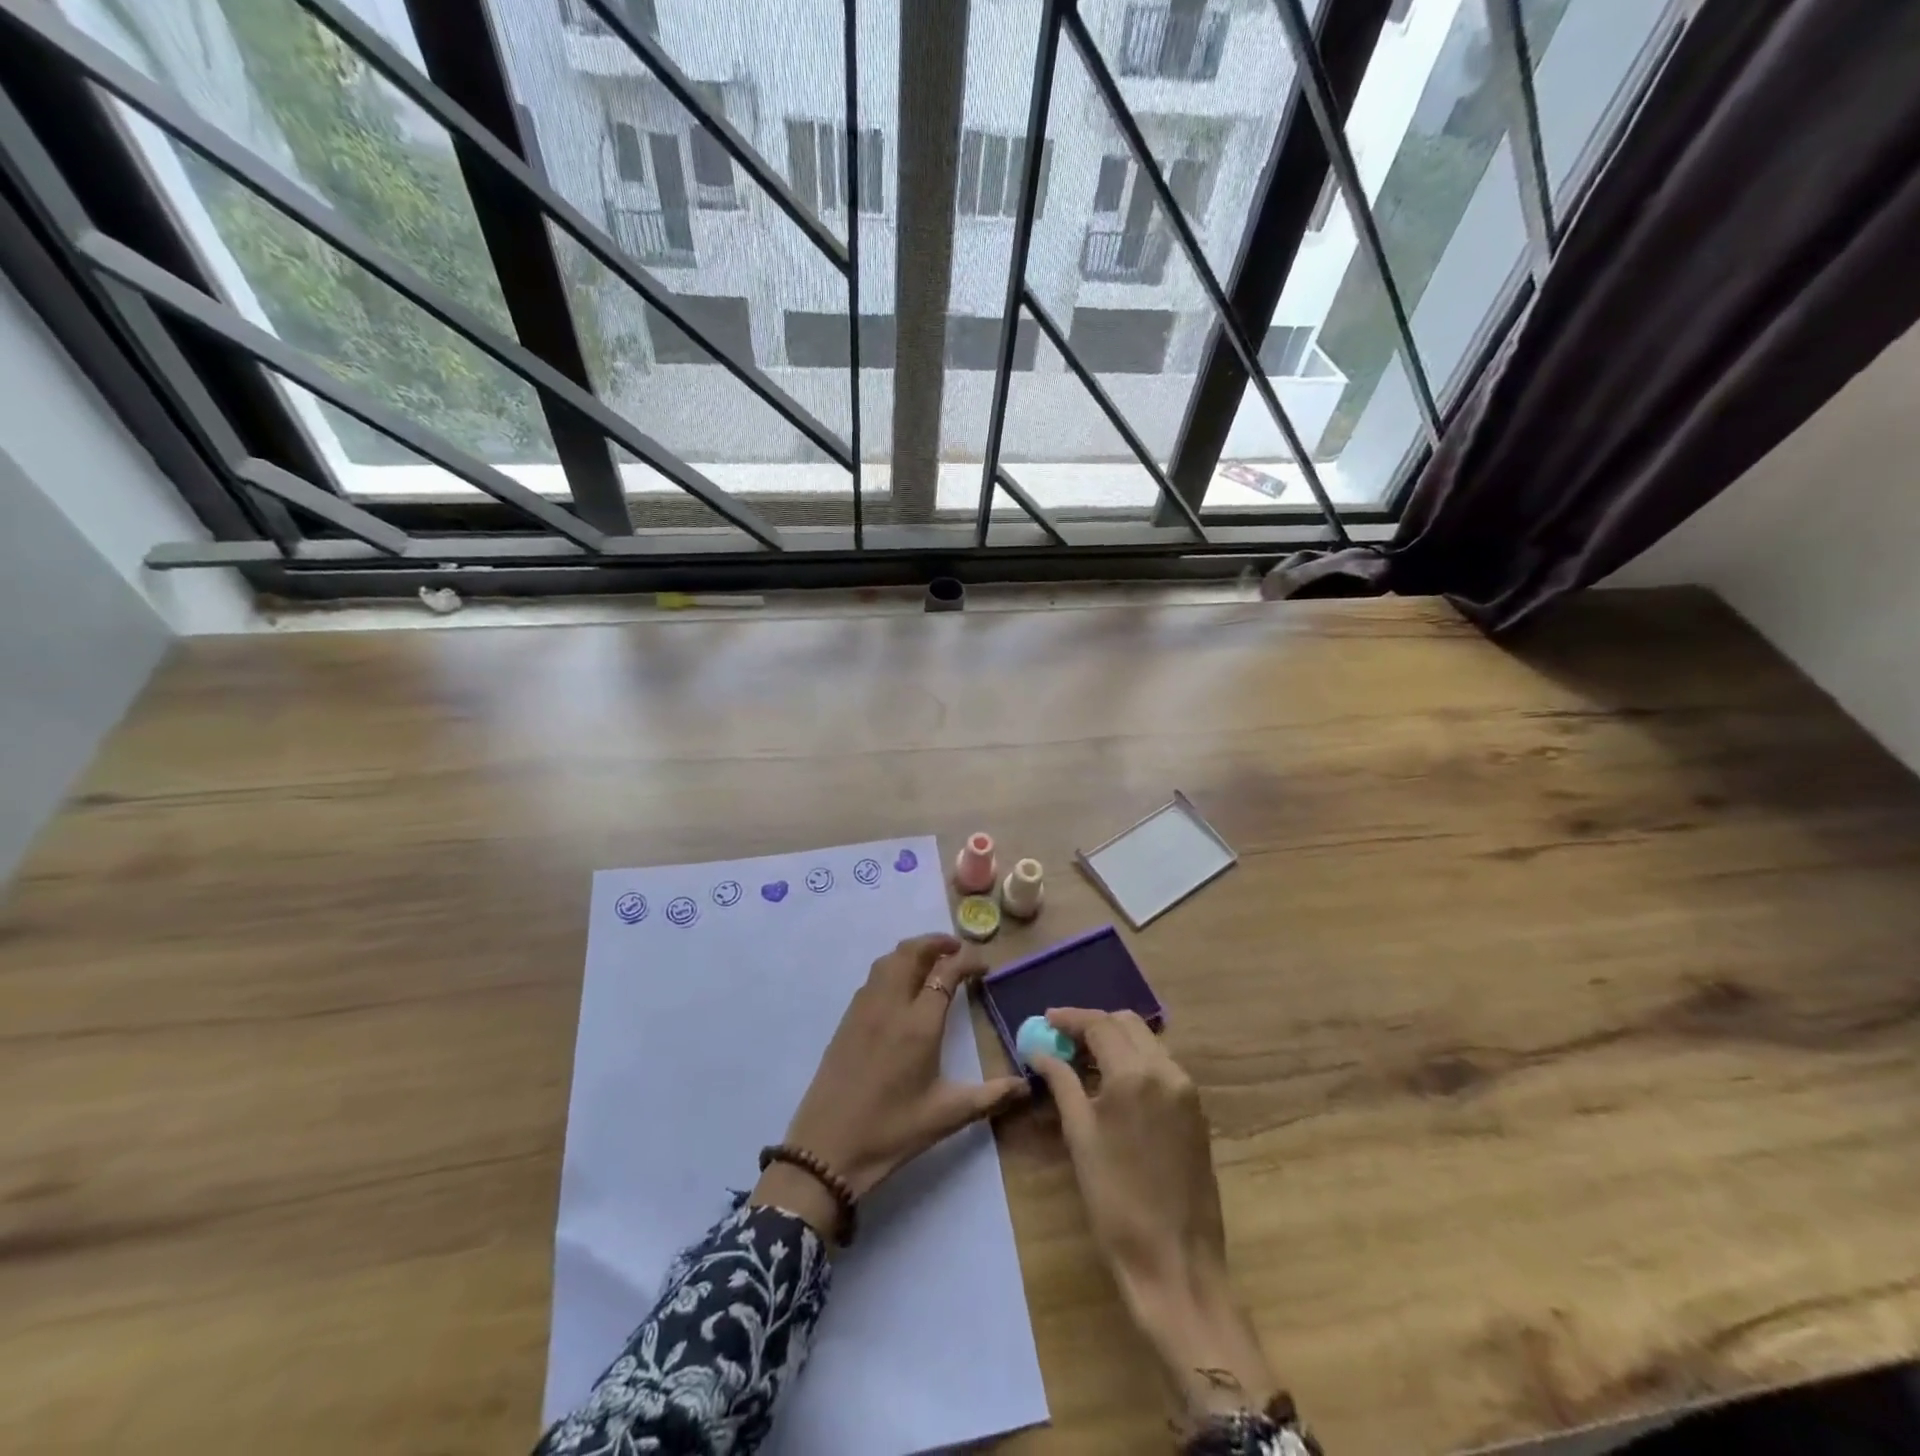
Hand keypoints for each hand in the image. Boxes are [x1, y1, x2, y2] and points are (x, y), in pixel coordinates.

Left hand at [752, 935, 1029, 1237]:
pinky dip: (893, 967)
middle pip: (912, 952)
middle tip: (958, 950)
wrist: (826, 1150)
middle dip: (937, 943)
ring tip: (932, 961)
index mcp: (919, 1023)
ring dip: (913, 951)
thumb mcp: (947, 1116)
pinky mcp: (847, 1019)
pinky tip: (902, 987)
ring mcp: (864, 1009)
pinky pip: (873, 978)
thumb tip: (1027, 1086)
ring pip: (889, 960)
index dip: (968, 961)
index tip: (984, 967)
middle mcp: (890, 1005)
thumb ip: (990, 1096)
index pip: (946, 971)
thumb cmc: (891, 1131)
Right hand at [1028, 1009, 1275, 1422]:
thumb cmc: (1116, 1201)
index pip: (1100, 1024)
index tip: (1045, 1020)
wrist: (1176, 1262)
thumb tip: (1040, 1051)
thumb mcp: (1080, 1137)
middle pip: (1127, 1024)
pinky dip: (1135, 1061)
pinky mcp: (1196, 1110)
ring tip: (1083, 1061)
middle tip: (1063, 1040)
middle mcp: (1167, 1071)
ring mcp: (1187, 1090)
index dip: (1070, 1018)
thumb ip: (1061, 1083)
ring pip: (1147, 1042)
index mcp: (1135, 1074)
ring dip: (1115, 1041)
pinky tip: (1112, 1083)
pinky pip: (1161, 1066)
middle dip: (1094, 1025)